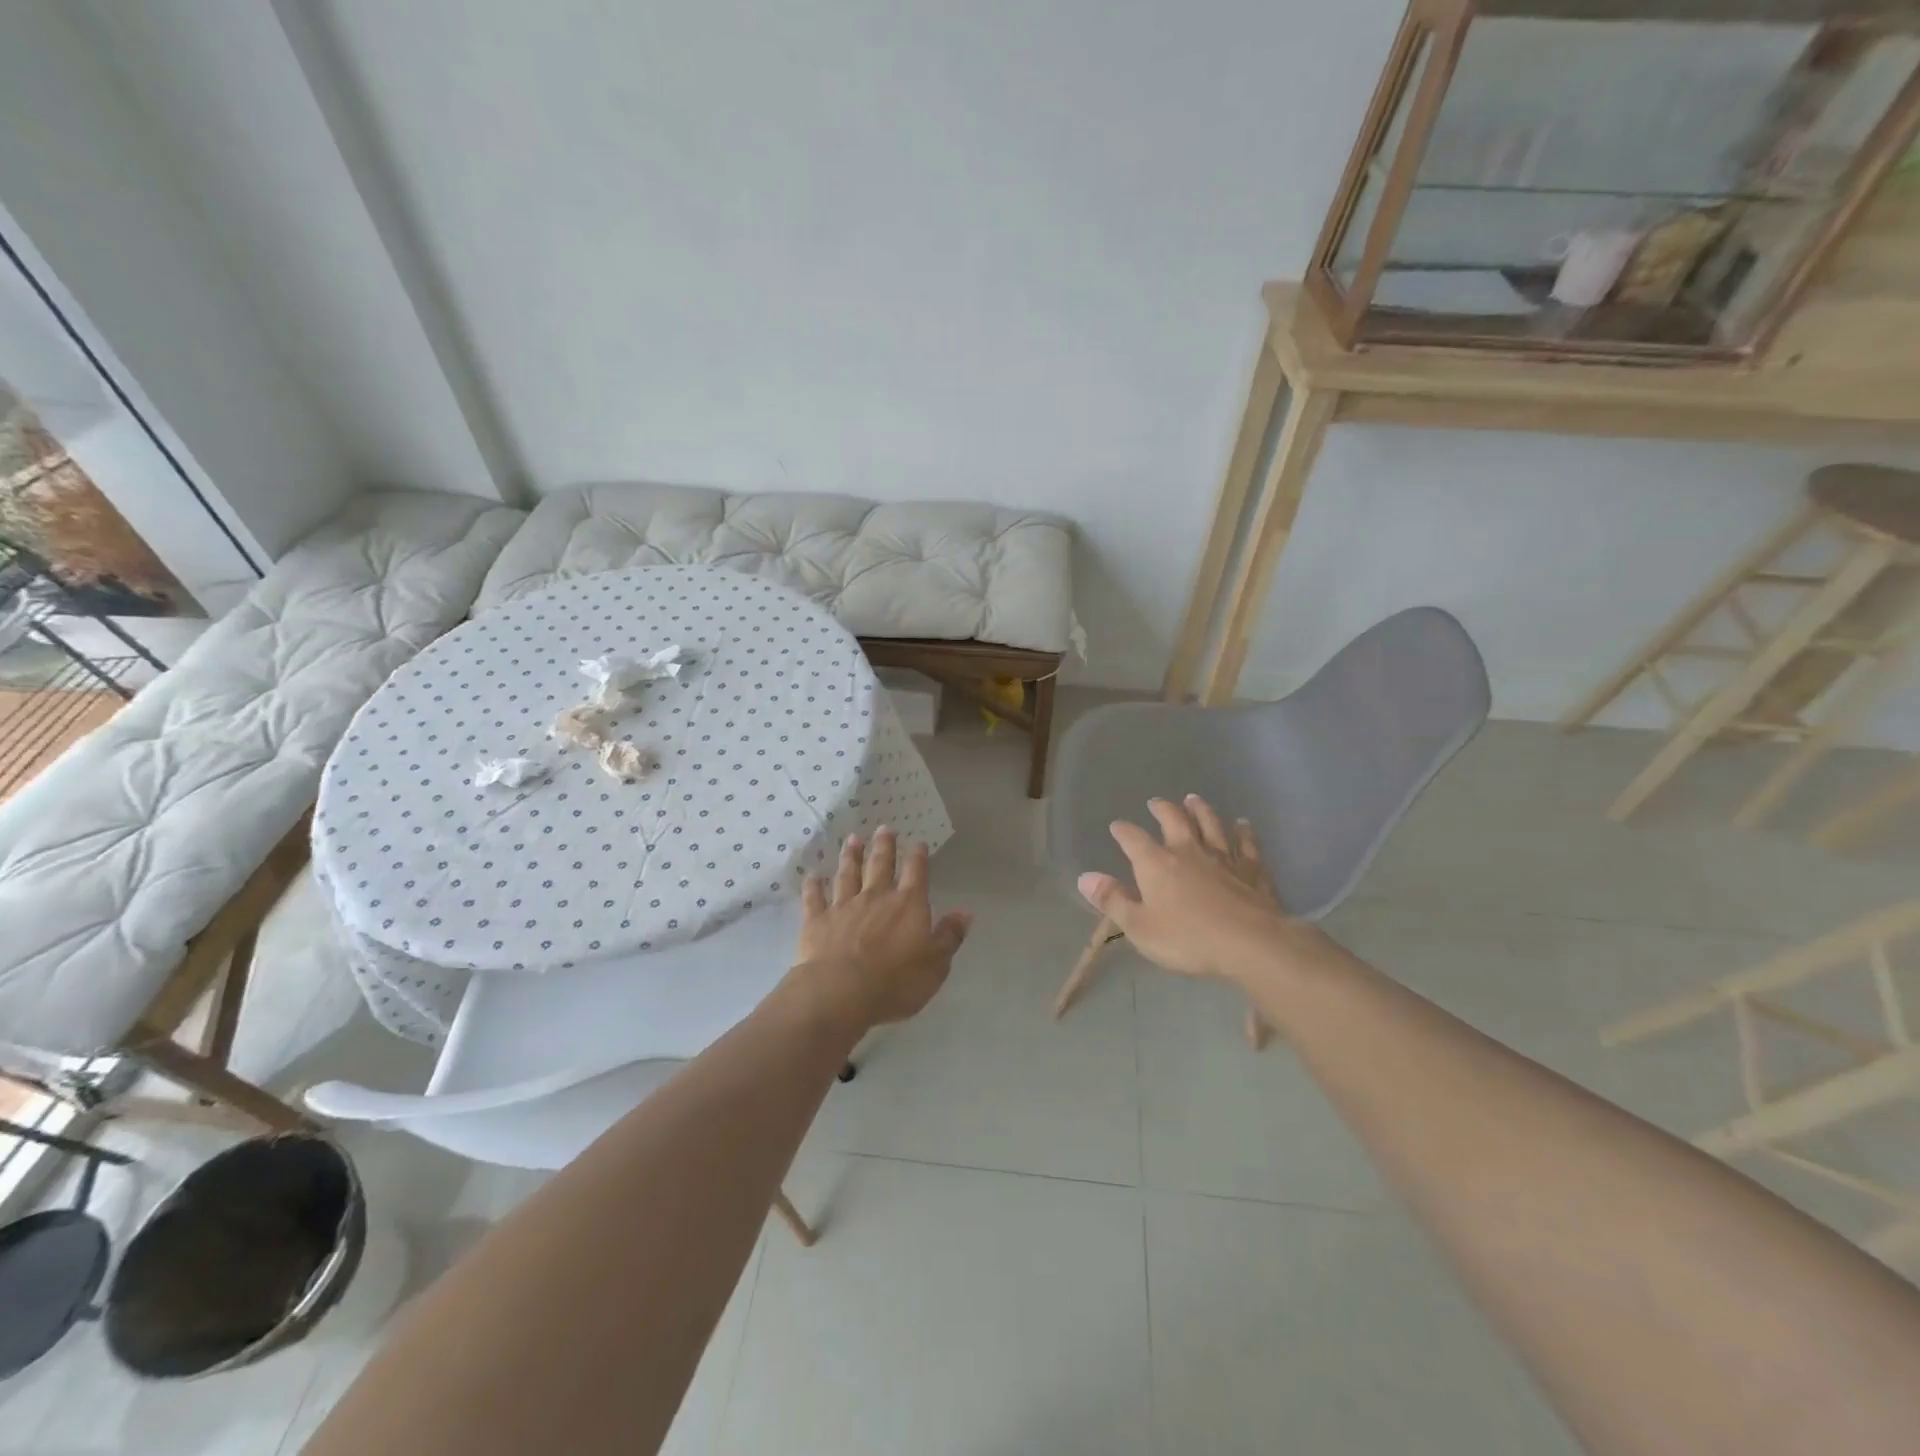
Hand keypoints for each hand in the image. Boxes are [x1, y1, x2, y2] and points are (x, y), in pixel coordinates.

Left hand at [791, 827, 972, 1030]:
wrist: (841, 991)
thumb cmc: (896, 981)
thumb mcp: (935, 964)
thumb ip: (949, 936)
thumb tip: (965, 913)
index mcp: (908, 904)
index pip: (916, 873)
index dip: (918, 856)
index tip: (918, 842)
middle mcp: (876, 897)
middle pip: (880, 865)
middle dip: (884, 846)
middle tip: (883, 828)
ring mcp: (844, 906)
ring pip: (848, 874)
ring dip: (850, 856)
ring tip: (852, 839)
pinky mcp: (817, 921)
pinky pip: (815, 898)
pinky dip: (813, 886)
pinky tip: (811, 876)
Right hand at [1078, 795, 1301, 983]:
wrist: (1250, 943)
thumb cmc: (1188, 938)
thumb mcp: (1139, 926)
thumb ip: (1112, 900)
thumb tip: (1084, 877)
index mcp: (1156, 864)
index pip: (1133, 839)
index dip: (1123, 831)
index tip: (1117, 826)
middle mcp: (1188, 851)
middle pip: (1174, 820)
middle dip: (1162, 809)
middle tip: (1156, 802)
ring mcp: (1223, 857)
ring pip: (1210, 824)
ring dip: (1200, 810)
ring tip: (1193, 799)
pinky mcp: (1252, 870)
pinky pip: (1246, 844)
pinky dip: (1243, 831)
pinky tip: (1243, 824)